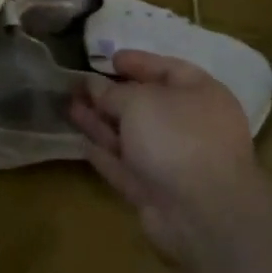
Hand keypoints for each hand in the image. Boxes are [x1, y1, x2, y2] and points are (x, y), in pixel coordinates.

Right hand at [69, 50, 263, 263]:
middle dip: (111, 96)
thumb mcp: (140, 101)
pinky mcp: (156, 192)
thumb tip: (95, 87)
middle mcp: (191, 126)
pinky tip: (81, 143)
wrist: (201, 212)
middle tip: (79, 85)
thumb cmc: (177, 137)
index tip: (110, 59)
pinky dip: (106, 155)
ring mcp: (174, 162)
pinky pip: (127, 167)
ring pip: (132, 137)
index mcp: (201, 95)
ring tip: (70, 107)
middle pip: (146, 105)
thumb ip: (113, 93)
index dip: (139, 63)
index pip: (169, 70)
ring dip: (101, 123)